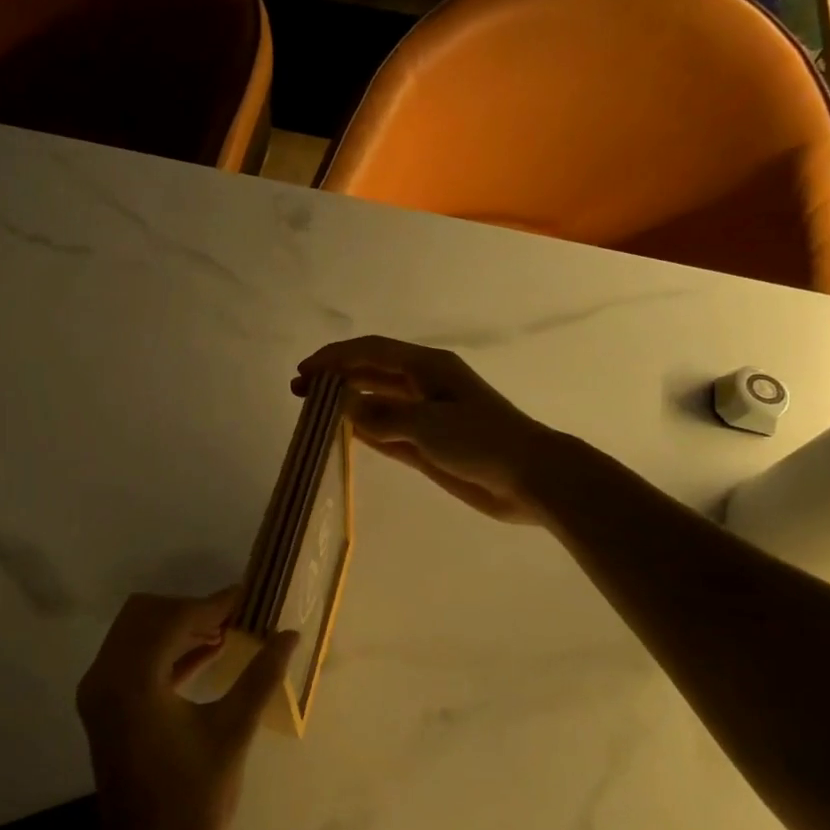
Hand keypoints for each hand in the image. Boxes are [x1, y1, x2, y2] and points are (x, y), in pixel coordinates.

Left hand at [77, 591, 296, 829]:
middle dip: (191, 611)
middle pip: (146, 614)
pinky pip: (133, 658)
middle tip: (235, 618)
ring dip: (178, 627)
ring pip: (137, 632)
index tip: (248, 598)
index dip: (213, 605)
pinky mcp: (103, 706)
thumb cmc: (193, 803)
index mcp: (132, 681)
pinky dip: (165, 650)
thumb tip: (289, 636)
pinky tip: (206, 652)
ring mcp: (98, 692)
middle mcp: (105, 676)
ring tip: (227, 632)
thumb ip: (260, 678)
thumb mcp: (232, 734)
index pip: (173, 619)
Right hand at [293, 336, 559, 523]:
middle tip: (298, 390)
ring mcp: (426, 414)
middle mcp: (423, 385)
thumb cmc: (482, 441)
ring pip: (376, 401)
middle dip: (335, 378)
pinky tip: (343, 431)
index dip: (335, 358)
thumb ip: (381, 415)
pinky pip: (387, 429)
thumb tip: (342, 405)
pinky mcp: (428, 442)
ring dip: (346, 402)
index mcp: (428, 367)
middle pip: (371, 373)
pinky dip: (364, 427)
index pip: (371, 352)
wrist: (531, 478)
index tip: (304, 372)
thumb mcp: (428, 424)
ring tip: (312, 411)